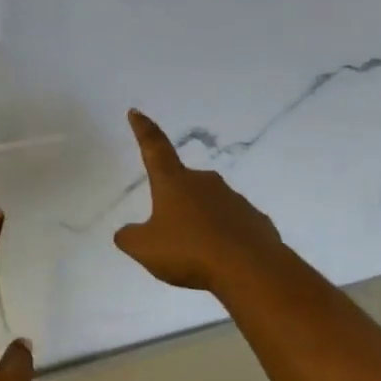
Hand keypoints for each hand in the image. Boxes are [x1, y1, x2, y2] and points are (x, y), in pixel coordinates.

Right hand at [113, 109, 284, 292]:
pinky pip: (232, 226)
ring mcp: (234, 199)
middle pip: (183, 184)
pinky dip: (223, 238)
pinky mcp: (254, 220)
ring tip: (196, 254)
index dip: (143, 130)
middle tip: (169, 230)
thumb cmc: (190, 251)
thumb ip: (129, 238)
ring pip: (209, 206)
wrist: (250, 268)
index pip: (154, 148)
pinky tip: (221, 260)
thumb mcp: (145, 249)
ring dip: (200, 222)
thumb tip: (126, 232)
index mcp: (174, 183)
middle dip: (174, 200)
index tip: (136, 112)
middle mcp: (204, 183)